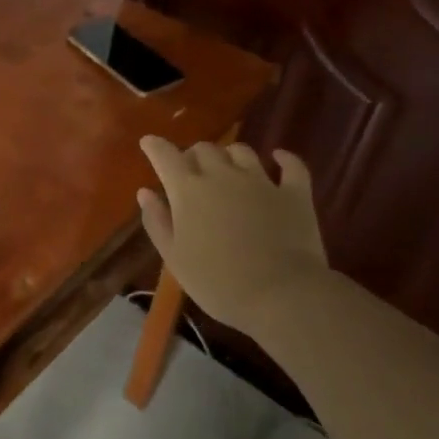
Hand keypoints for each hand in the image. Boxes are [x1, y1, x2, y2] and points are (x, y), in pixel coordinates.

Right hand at [136, 137, 329, 330]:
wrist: (281, 295)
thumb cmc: (217, 281)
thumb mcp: (174, 257)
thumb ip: (157, 221)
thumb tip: (145, 192)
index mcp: (188, 190)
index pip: (165, 155)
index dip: (155, 146)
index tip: (149, 143)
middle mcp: (222, 175)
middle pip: (204, 149)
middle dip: (193, 155)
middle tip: (191, 171)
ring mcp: (261, 181)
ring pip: (241, 151)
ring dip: (230, 155)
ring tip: (228, 167)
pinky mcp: (294, 194)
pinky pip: (292, 166)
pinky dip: (284, 159)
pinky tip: (278, 158)